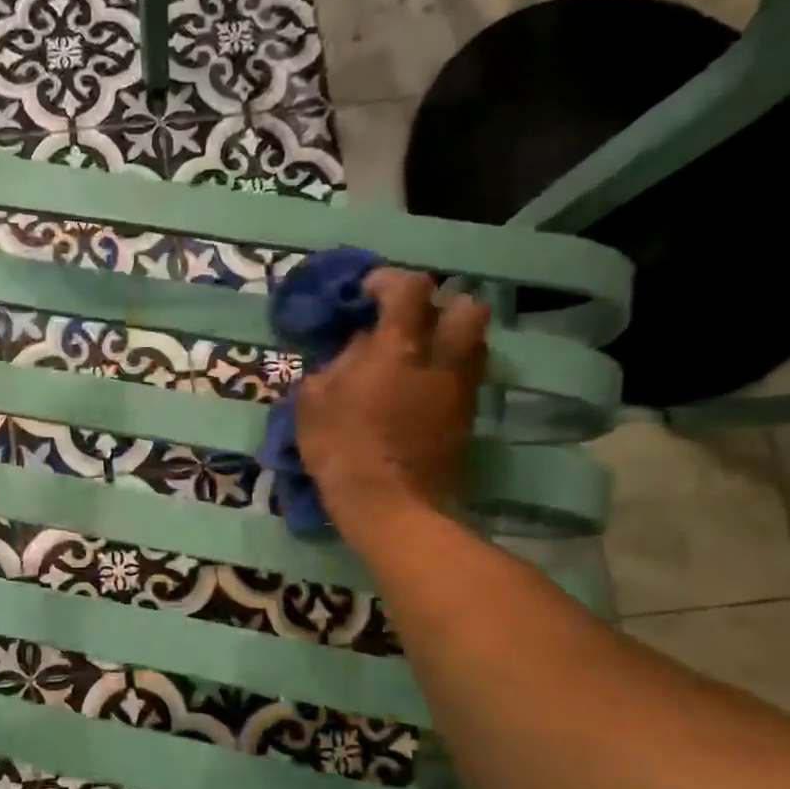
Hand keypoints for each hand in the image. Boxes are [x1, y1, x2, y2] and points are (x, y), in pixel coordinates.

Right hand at [293, 269, 488, 531]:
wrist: (391, 507)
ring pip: (474, 342)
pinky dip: (448, 371)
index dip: (388, 281)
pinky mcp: (468, 419)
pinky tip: (420, 389)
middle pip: (467, 307)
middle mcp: (442, 360)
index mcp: (400, 348)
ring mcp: (461, 390)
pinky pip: (466, 378)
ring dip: (449, 338)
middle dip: (440, 305)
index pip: (410, 288)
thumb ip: (337, 364)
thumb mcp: (314, 402)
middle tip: (409, 323)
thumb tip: (358, 347)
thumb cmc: (343, 449)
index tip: (367, 293)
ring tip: (417, 355)